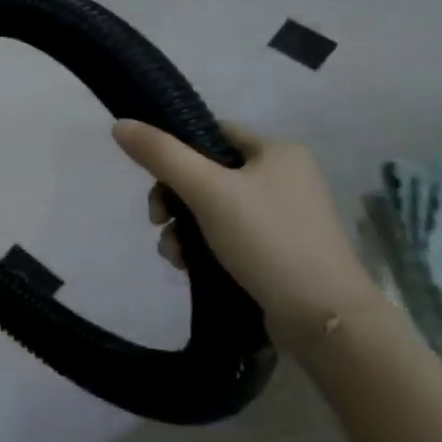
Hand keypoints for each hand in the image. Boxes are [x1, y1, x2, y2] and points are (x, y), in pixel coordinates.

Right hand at [111, 120, 381, 355]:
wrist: (322, 316)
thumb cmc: (266, 240)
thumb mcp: (206, 190)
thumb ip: (161, 154)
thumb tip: (120, 125)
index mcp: (278, 152)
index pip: (212, 133)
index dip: (176, 150)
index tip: (153, 178)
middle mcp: (285, 178)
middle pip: (205, 173)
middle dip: (173, 199)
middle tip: (157, 221)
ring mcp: (283, 217)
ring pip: (210, 208)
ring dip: (181, 227)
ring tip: (173, 253)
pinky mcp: (278, 251)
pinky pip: (226, 235)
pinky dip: (200, 246)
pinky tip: (187, 265)